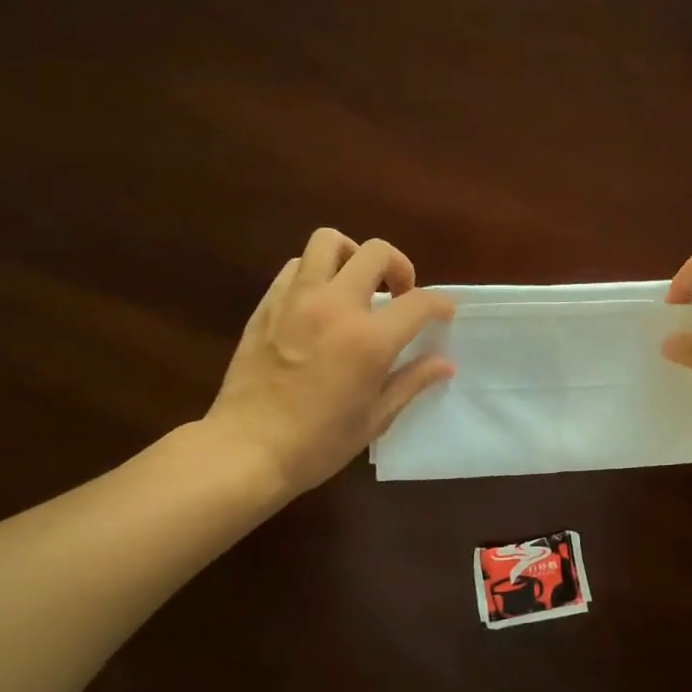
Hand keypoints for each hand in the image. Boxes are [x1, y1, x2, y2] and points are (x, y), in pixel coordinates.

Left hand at [206, 228, 454, 496]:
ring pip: (328, 242)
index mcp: (369, 339)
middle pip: (375, 252)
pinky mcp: (267, 305)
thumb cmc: (318, 443)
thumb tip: (444, 363)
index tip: (443, 313)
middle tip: (398, 294)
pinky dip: (316, 273)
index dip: (440, 304)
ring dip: (351, 256)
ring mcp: (296, 300)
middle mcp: (335, 306)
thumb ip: (412, 381)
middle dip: (398, 266)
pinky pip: (296, 267)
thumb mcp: (375, 418)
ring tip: (355, 284)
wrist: (246, 450)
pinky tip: (319, 302)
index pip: (419, 302)